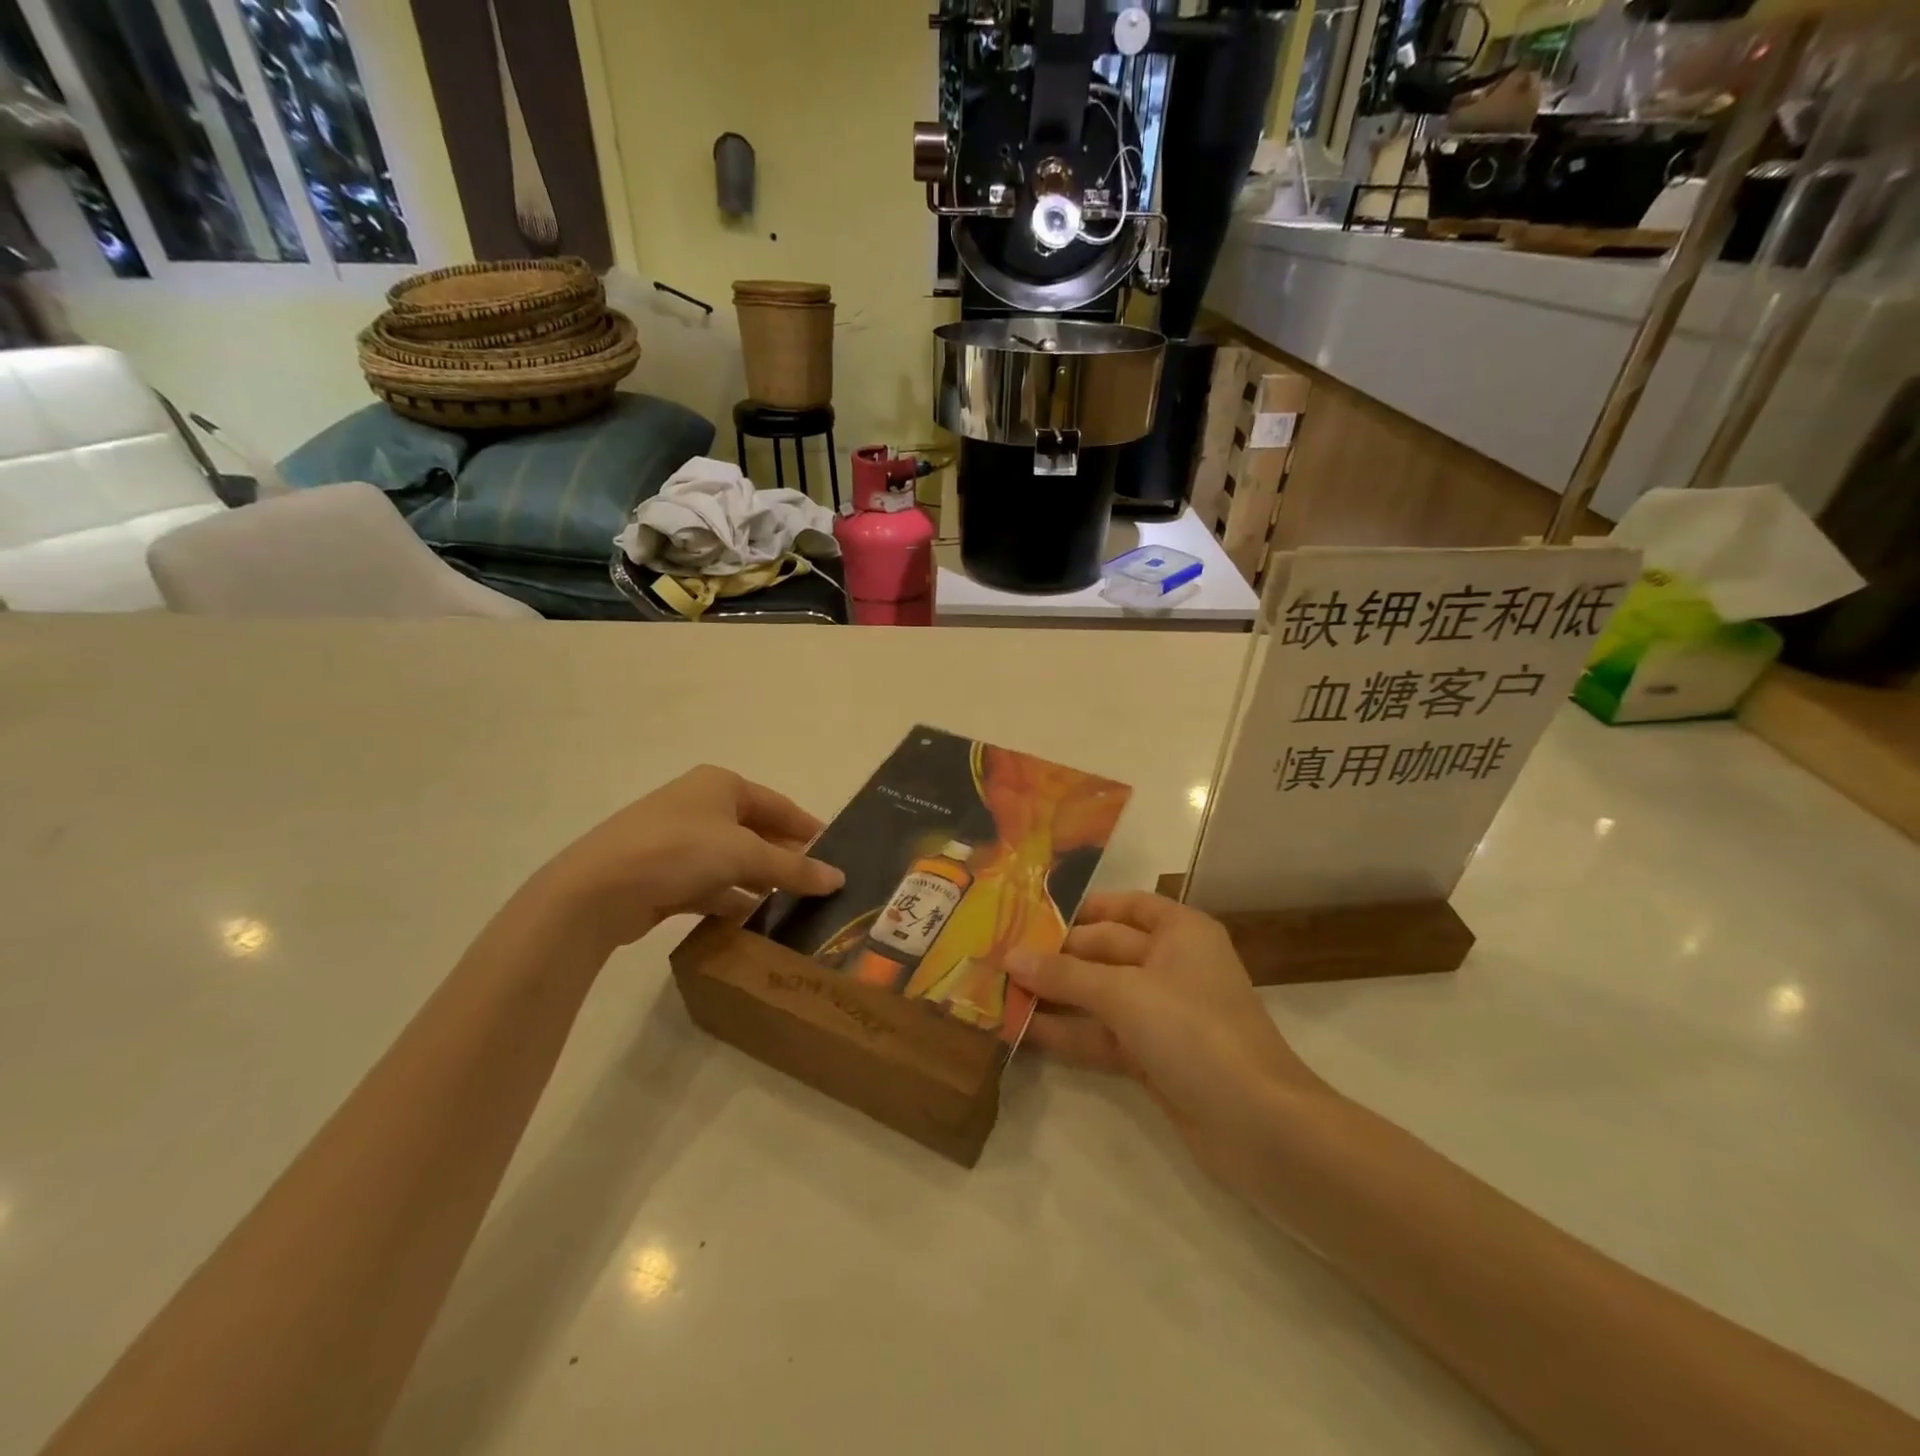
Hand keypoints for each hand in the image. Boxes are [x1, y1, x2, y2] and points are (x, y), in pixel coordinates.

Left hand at [532, 765, 843, 948]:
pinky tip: (751, 919)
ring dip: (759, 880)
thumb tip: (838, 879)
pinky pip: (709, 883)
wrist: (597, 889)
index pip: (777, 805)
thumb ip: (794, 868)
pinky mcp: (662, 874)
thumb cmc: (680, 851)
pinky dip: (731, 898)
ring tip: (792, 905)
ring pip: (732, 860)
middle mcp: (699, 806)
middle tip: (816, 884)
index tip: (835, 852)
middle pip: (755, 831)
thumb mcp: (745, 855)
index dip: (807, 828)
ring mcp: (677, 840)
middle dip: (784, 857)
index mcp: (720, 785)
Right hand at [1006, 892, 1325, 1190]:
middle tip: (998, 959)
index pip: (1122, 906)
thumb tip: (1010, 957)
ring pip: (1099, 996)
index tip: (1027, 914)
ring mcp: (1163, 1014)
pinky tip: (1024, 1033)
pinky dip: (1070, 1034)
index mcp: (1179, 932)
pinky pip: (1103, 1035)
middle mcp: (1171, 965)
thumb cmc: (1195, 1032)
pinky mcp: (1154, 1057)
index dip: (1078, 908)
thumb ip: (1065, 975)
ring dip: (1056, 998)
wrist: (1260, 1127)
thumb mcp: (1124, 994)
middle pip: (1104, 951)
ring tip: (999, 994)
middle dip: (1055, 957)